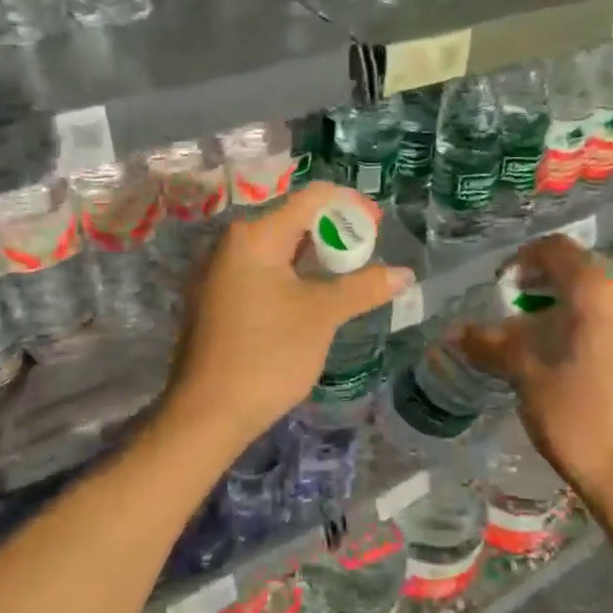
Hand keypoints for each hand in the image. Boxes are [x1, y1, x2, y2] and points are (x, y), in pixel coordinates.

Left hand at [163, 182, 412, 452]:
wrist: (208, 414)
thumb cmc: (268, 354)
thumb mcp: (323, 316)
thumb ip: (364, 287)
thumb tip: (404, 274)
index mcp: (255, 235)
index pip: (311, 198)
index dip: (350, 205)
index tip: (379, 225)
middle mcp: (232, 244)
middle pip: (293, 220)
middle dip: (334, 232)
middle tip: (367, 254)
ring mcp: (219, 272)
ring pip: (278, 249)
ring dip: (315, 257)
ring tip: (349, 276)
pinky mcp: (217, 300)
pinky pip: (263, 272)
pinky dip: (293, 276)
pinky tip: (314, 299)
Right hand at [459, 235, 612, 501]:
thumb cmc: (579, 419)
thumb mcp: (527, 376)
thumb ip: (492, 343)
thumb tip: (456, 332)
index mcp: (600, 287)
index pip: (556, 249)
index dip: (524, 261)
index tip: (508, 288)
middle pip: (589, 267)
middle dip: (556, 283)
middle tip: (531, 312)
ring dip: (587, 299)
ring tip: (565, 334)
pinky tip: (599, 352)